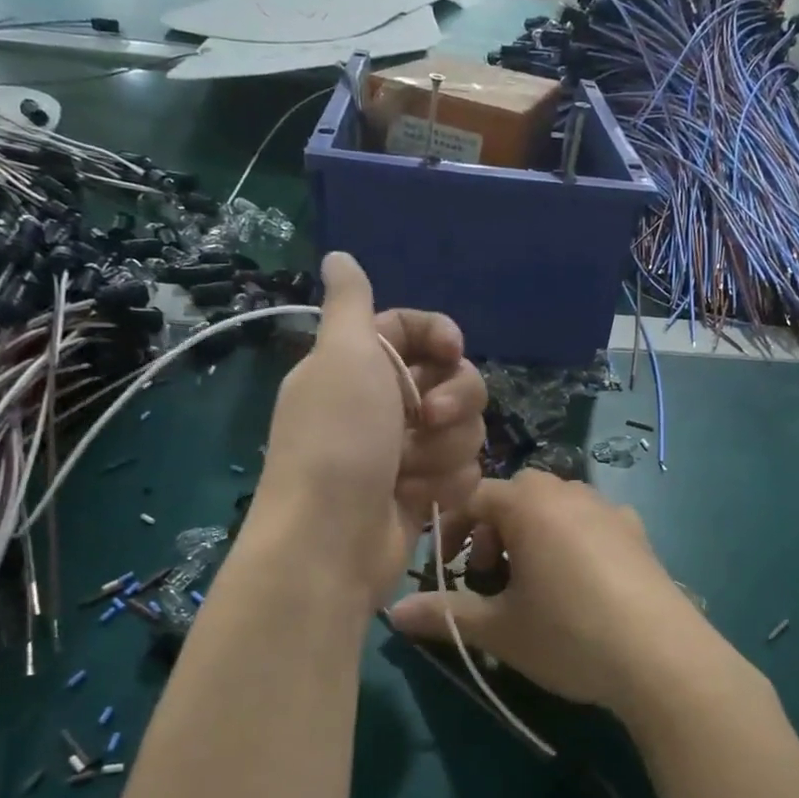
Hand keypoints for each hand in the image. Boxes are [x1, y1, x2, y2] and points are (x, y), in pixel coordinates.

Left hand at [259, 253, 486, 605]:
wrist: (332, 542)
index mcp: (358, 365)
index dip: (440, 335)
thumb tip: (337, 254)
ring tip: (409, 472)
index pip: (412, 330)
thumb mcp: (341, 358)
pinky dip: (445, 484)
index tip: (452, 350)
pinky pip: (464, 471)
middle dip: (454, 400)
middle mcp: (382, 404)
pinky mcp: (423, 491)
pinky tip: (418, 499)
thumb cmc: (338, 441)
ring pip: (465, 429)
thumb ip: (349, 303)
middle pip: (454, 379)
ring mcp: (404, 451)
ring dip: (444, 450)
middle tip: (429, 419)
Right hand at [387, 470, 714, 717]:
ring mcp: (609, 509)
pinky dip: (572, 539)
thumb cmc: (568, 633)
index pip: (474, 498)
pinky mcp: (638, 532)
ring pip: (555, 506)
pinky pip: (591, 521)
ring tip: (533, 582)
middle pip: (516, 497)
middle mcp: (569, 492)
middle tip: (491, 577)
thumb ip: (445, 614)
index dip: (452, 531)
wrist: (661, 657)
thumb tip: (392, 611)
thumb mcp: (499, 629)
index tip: (447, 571)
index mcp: (529, 504)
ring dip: (532, 533)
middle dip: (494, 532)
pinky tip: (580, 581)